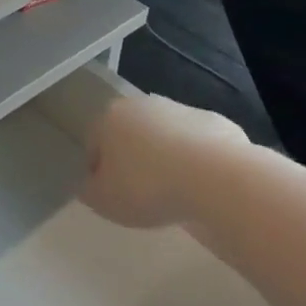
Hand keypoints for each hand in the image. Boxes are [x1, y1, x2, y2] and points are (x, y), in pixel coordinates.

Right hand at [80, 95, 249, 229]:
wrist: (216, 176)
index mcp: (111, 118)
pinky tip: (202, 185)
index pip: (94, 143)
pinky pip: (197, 144)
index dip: (99, 172)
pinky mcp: (215, 121)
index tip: (111, 195)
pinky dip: (196, 160)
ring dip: (165, 158)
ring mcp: (181, 109)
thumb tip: (89, 183)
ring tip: (175, 192)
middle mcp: (143, 104)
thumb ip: (89, 191)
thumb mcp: (105, 201)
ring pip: (165, 136)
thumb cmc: (148, 187)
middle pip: (130, 134)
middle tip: (142, 194)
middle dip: (133, 159)